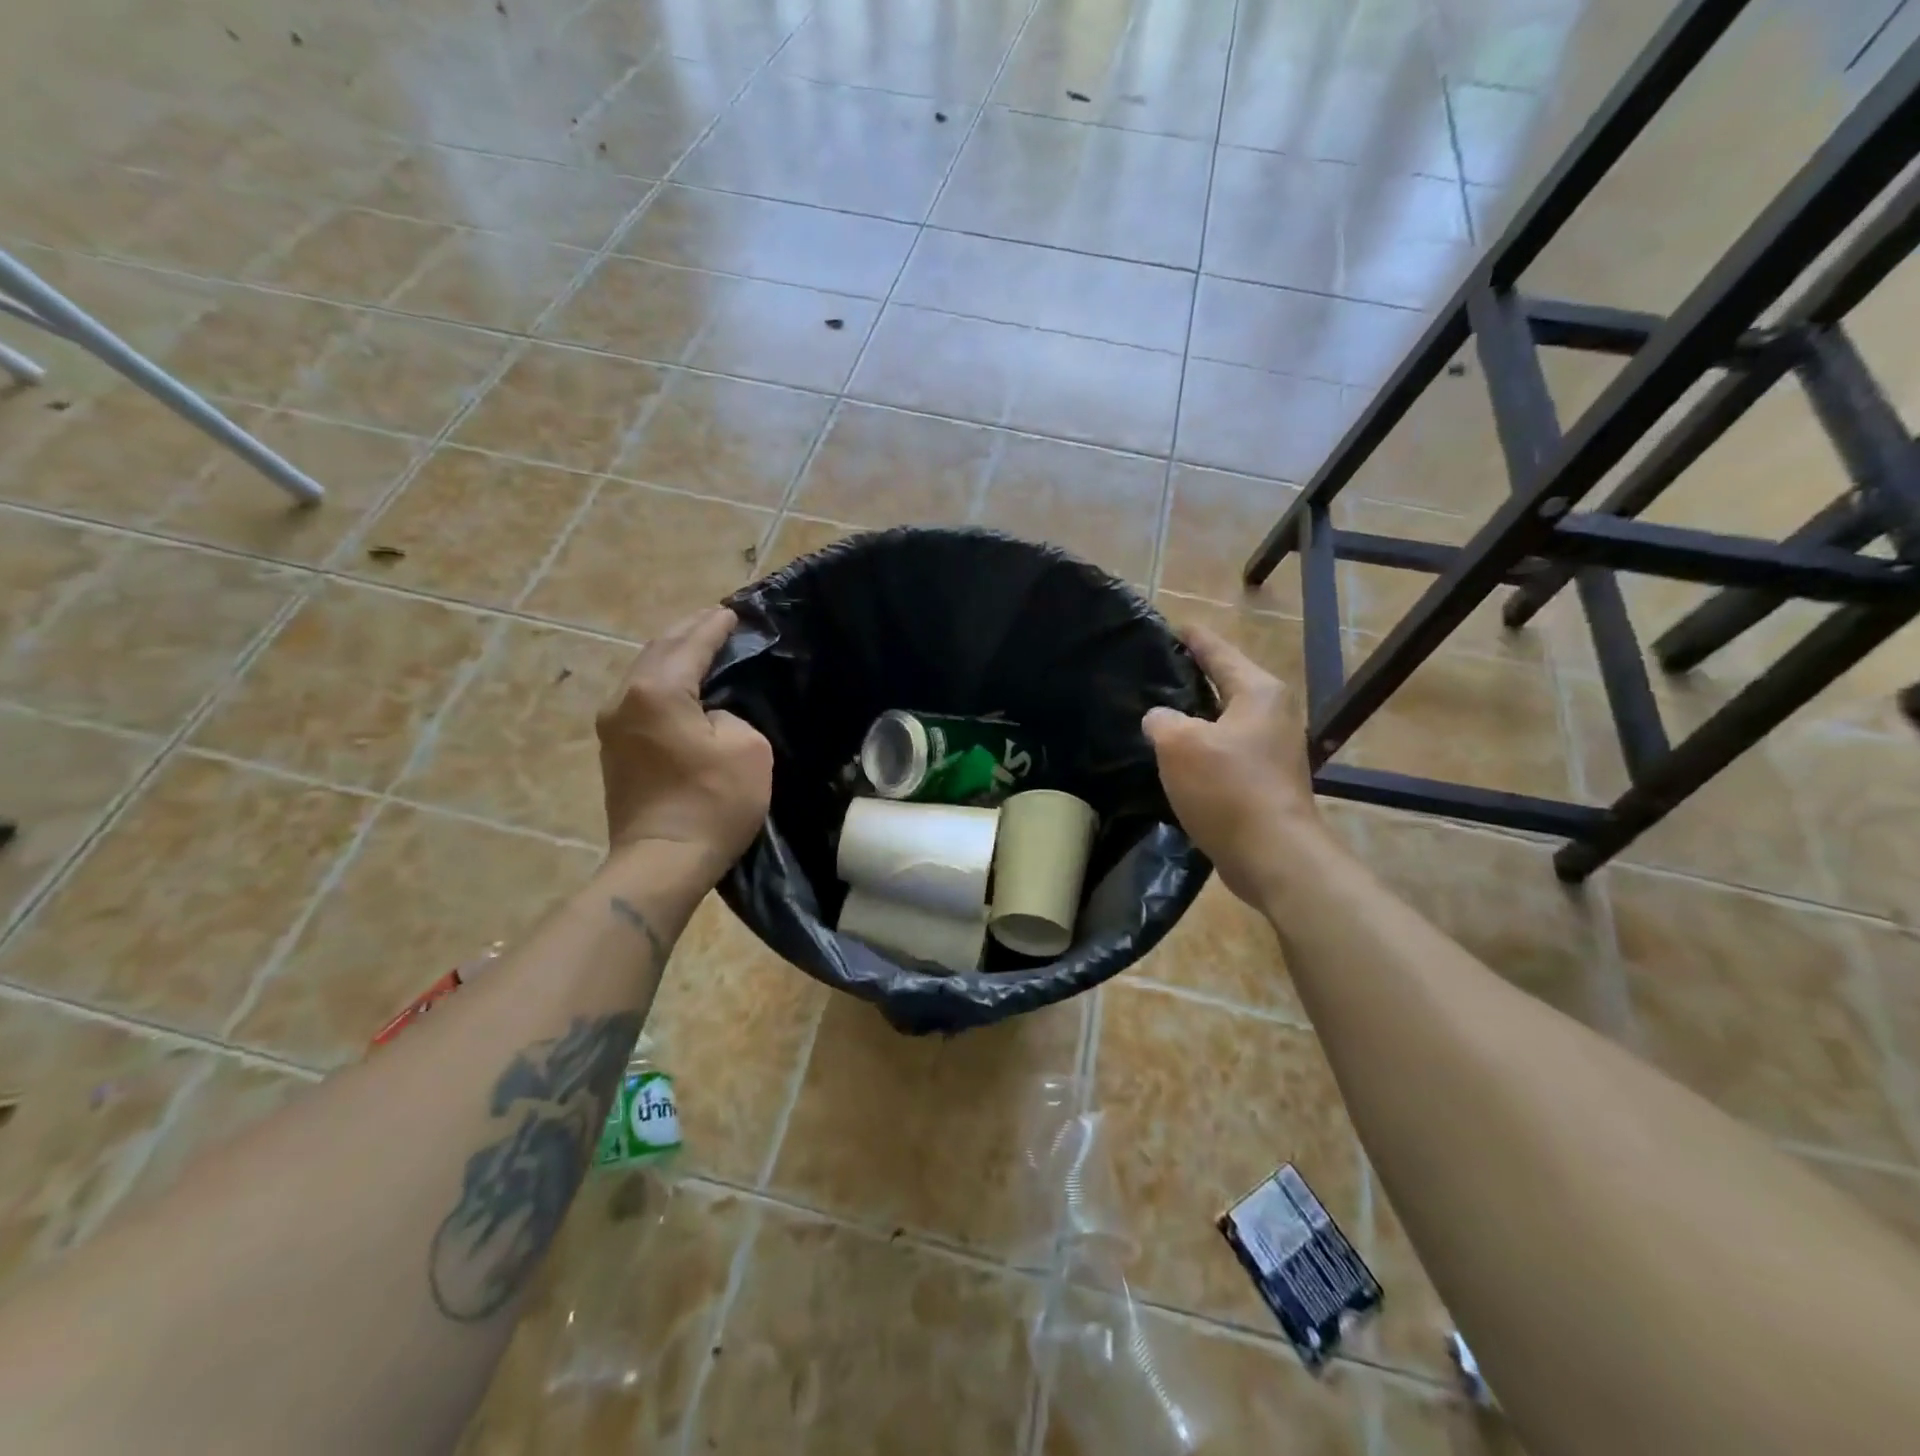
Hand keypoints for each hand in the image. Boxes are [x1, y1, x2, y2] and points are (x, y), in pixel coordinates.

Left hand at [598, 607, 771, 872]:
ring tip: (700, 646)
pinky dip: (664, 684)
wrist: (661, 862)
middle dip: (688, 632)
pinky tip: (682, 686)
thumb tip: (711, 716)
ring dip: (673, 657)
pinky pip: (641, 700)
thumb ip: (731, 715)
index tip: (733, 612)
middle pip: (659, 650)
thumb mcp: (748, 748)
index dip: (715, 626)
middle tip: (716, 620)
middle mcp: (624, 699)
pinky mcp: (614, 750)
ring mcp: (612, 726)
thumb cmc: (712, 803)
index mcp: (657, 691)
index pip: (690, 644)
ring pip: (645, 674)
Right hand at [1143, 625, 1326, 903]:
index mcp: (1257, 692)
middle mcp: (1273, 713)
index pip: (1218, 652)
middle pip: (1226, 684)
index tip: (1173, 626)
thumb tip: (1160, 718)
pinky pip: (1228, 751)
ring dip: (1196, 717)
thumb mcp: (1180, 745)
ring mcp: (1274, 749)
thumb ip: (1162, 720)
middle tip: (1155, 671)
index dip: (1193, 638)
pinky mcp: (1267, 781)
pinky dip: (1204, 748)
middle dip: (1193, 677)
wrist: (1273, 855)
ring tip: (1159, 713)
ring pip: (1225, 720)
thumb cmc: (1228, 789)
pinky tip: (1177, 758)